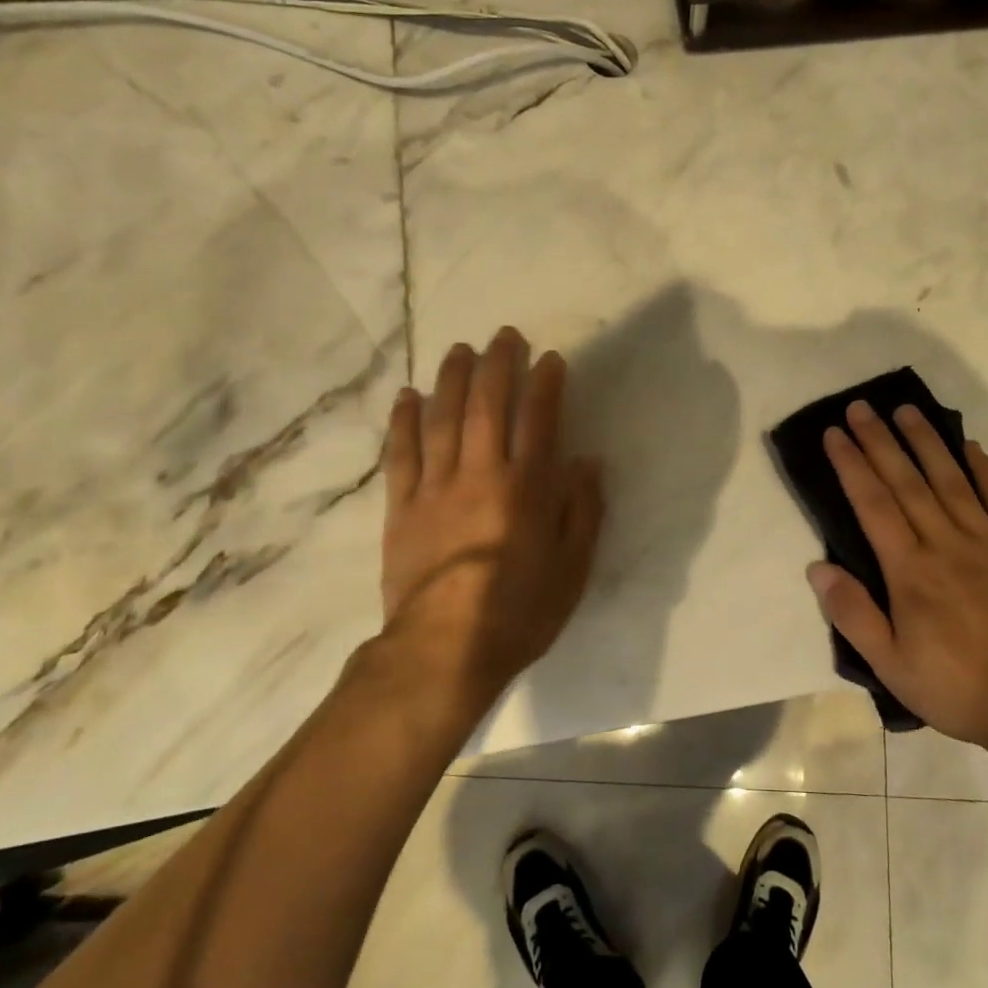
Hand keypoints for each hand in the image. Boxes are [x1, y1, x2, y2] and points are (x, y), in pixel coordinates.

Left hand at [378, 327, 603, 723]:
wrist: (443, 651)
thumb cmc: (519, 612)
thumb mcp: (572, 569)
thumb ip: (582, 511)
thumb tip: (586, 462)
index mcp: (526, 489)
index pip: (538, 420)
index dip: (545, 384)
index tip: (550, 359)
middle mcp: (480, 475)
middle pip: (487, 406)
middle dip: (498, 365)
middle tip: (504, 336)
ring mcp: (435, 487)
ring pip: (442, 419)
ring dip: (452, 379)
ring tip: (459, 349)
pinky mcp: (402, 507)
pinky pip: (401, 454)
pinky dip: (404, 421)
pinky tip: (408, 396)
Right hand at [808, 400, 987, 757]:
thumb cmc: (957, 687)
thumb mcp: (891, 665)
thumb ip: (853, 614)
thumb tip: (818, 567)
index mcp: (910, 570)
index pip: (872, 504)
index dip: (851, 465)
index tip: (835, 433)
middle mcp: (946, 543)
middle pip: (906, 481)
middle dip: (880, 440)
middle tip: (861, 406)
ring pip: (951, 479)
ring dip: (926, 441)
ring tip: (906, 409)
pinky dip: (983, 469)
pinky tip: (969, 446)